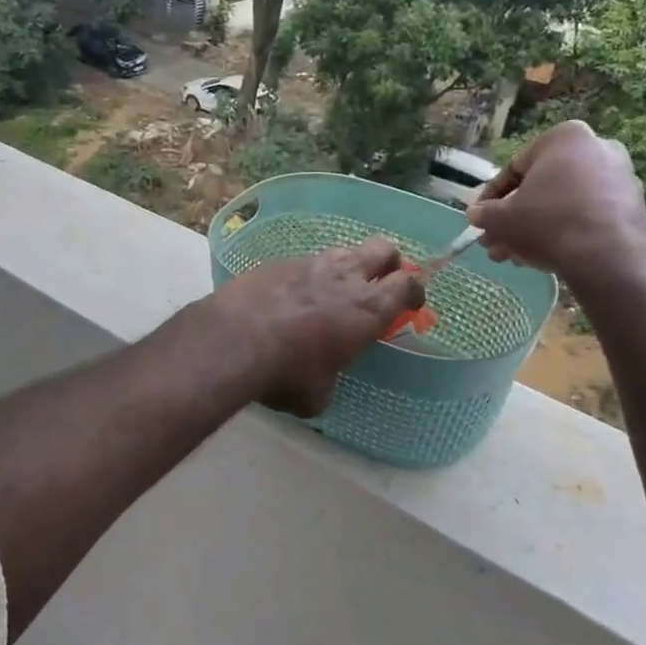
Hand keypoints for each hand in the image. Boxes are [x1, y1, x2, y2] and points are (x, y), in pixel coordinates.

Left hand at [208, 238, 424, 416]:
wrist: (232, 340)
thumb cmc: (285, 373)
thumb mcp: (317, 394)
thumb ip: (330, 379)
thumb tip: (320, 381)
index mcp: (367, 309)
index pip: (407, 285)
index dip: (413, 291)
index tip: (409, 303)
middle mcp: (344, 278)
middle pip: (383, 250)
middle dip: (388, 263)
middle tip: (380, 282)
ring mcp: (310, 263)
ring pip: (343, 251)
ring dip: (346, 267)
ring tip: (332, 290)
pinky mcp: (278, 262)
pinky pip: (304, 261)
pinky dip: (306, 275)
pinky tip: (291, 295)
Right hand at [466, 121, 645, 291]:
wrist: (607, 257)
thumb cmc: (547, 222)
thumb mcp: (501, 218)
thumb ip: (484, 213)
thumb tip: (475, 214)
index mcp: (564, 137)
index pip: (514, 168)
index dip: (491, 198)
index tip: (480, 219)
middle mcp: (597, 148)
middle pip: (540, 187)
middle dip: (514, 217)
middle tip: (496, 241)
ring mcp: (620, 177)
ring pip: (562, 203)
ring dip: (535, 227)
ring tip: (513, 257)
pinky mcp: (633, 206)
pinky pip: (587, 214)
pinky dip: (564, 231)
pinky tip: (543, 256)